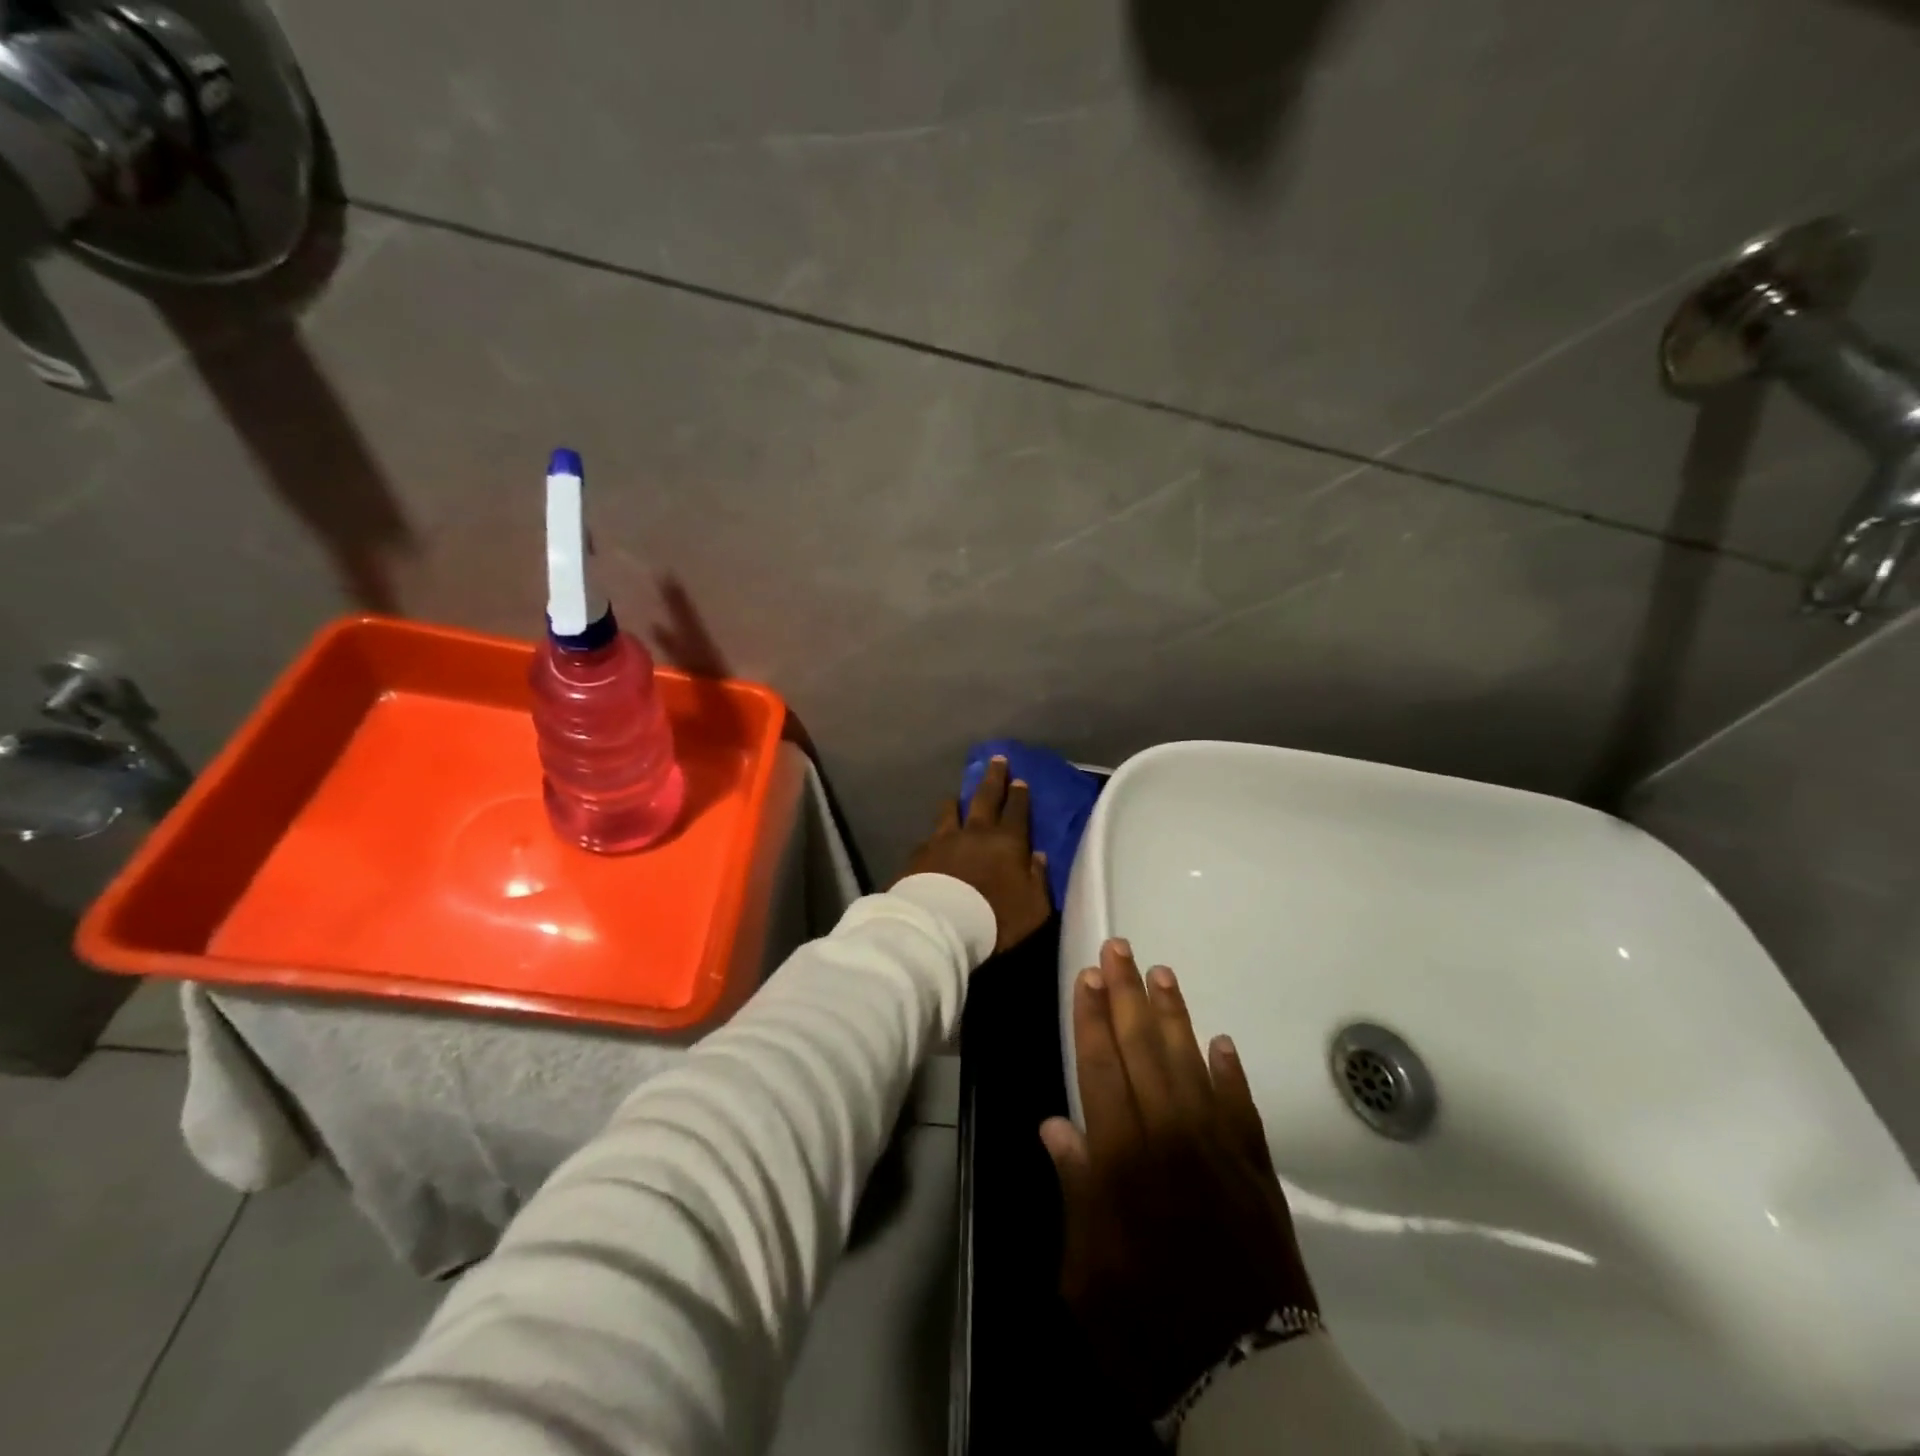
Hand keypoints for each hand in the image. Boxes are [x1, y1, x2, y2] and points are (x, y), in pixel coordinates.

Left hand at [896, 755, 1050, 953]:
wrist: (941, 924)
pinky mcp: (920, 853)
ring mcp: (944, 839)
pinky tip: (931, 837)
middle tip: (997, 759)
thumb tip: (1038, 857)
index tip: (1020, 780)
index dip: (1020, 795)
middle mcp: (976, 832)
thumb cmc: (996, 917)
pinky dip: (934, 835)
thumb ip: (1038, 879)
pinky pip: (929, 837)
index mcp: (1007, 841)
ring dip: (956, 800)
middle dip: (994, 778)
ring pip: (951, 810)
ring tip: (955, 795)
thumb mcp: (1034, 906)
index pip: (1017, 811)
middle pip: (986, 797)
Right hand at [1041, 940, 1316, 1420]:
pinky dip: (1229, 1070)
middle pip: (1143, 1049)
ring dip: (1173, 1014)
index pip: (1101, 1067)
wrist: (1248, 1381)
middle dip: (1127, 994)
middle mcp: (1170, 1137)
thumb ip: (1075, 1190)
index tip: (1088, 976)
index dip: (1092, 1018)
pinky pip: (1240, 1105)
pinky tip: (1219, 1040)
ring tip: (1161, 972)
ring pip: (1191, 1062)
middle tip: (1120, 949)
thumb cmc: (1146, 1331)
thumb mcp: (1084, 1273)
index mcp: (1123, 1160)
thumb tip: (1056, 1124)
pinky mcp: (1257, 1169)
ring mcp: (1220, 1148)